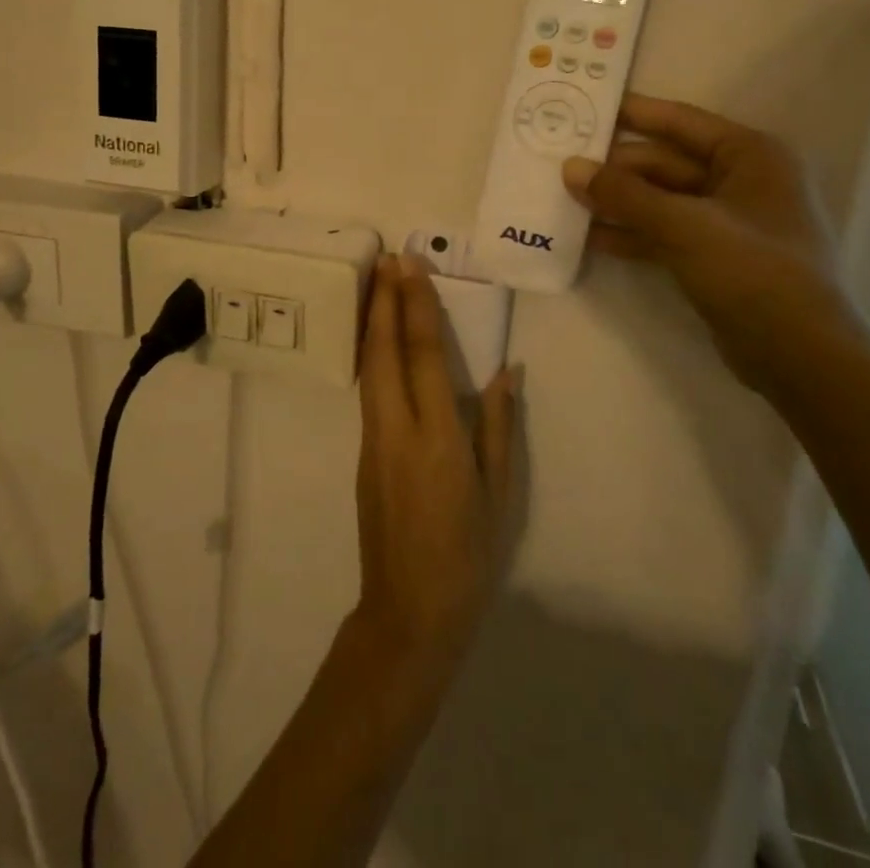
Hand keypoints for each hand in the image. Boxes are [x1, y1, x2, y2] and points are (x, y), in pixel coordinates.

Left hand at [351, 255, 517, 681]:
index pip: (421, 354)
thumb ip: (498, 426)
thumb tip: (506, 370)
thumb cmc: (467, 556)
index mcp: (435, 437)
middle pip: (383, 350)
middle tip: (387, 258)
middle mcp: (395, 428)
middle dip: (384, 300)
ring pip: (368, 366)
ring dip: (373, 321)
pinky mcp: (363, 453)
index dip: (416, 305)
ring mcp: (372, 440)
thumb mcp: (498, 493)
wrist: (408, 612)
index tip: (411, 266)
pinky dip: (372, 353)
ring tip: (378, 284)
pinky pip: (368, 389)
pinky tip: (379, 339)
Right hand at [562, 96, 863, 383]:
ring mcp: (727, 221)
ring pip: (660, 200)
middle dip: (616, 167)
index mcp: (750, 155)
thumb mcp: (683, 225)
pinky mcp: (714, 256)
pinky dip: (631, 233)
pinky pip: (664, 232)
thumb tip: (570, 167)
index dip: (633, 113)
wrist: (799, 355)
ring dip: (618, 201)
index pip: (680, 122)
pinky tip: (589, 237)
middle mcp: (741, 180)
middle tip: (561, 164)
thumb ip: (624, 194)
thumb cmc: (753, 271)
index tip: (586, 106)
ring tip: (564, 199)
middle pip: (665, 163)